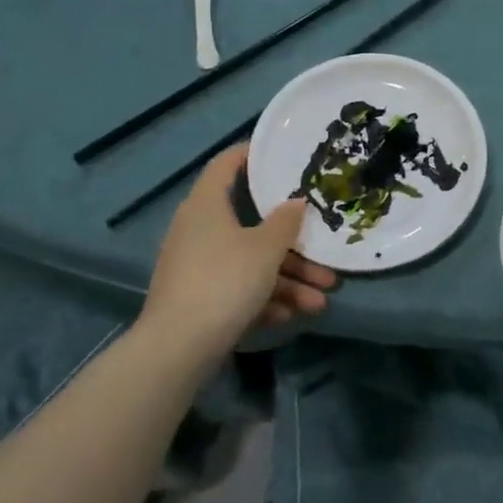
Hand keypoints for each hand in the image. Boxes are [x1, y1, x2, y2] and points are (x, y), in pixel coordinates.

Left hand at [138, 144, 336, 357]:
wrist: (178, 348)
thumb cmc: (225, 281)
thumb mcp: (265, 249)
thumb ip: (285, 222)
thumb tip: (295, 202)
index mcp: (206, 205)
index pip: (226, 164)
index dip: (251, 154)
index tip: (280, 154)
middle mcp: (199, 230)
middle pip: (252, 226)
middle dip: (293, 246)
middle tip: (325, 256)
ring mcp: (197, 267)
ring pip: (251, 264)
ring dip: (288, 281)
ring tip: (321, 302)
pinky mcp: (199, 299)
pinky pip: (238, 290)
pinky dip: (265, 300)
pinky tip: (292, 316)